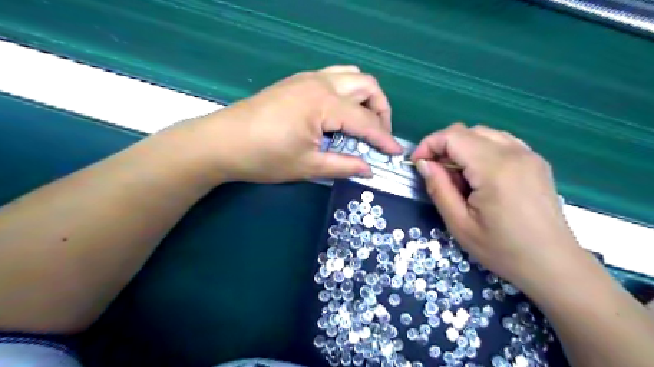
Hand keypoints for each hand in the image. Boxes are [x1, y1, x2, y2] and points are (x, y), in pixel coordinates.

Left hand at [170, 64, 400, 183]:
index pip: (366, 121)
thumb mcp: (308, 166)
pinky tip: (341, 112)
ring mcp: (308, 78)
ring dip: (366, 96)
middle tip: (379, 135)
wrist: (222, 142)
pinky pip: (335, 76)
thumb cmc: (265, 157)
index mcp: (324, 103)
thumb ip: (344, 165)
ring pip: (352, 76)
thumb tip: (369, 169)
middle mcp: (321, 83)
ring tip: (364, 121)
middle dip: (381, 110)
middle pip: (367, 86)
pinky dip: (348, 92)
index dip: (384, 139)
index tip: (396, 154)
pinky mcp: (298, 81)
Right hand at [411, 125, 578, 290]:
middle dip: (443, 146)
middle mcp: (514, 153)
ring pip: (483, 134)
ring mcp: (529, 155)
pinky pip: (501, 142)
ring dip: (462, 147)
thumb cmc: (502, 249)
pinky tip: (479, 174)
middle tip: (436, 173)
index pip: (452, 136)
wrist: (553, 264)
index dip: (429, 144)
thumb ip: (438, 188)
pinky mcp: (536, 161)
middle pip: (467, 131)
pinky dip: (481, 150)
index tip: (418, 164)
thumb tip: (423, 163)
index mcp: (494, 168)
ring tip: (458, 176)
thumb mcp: (459, 224)